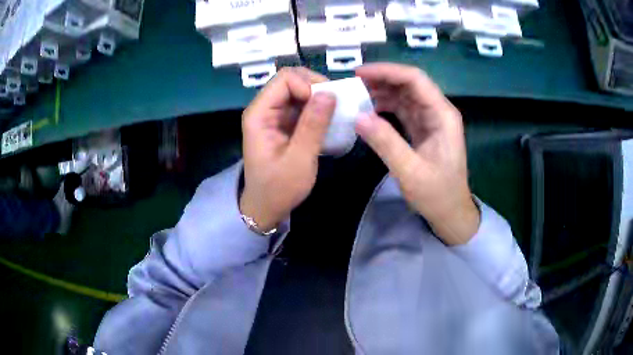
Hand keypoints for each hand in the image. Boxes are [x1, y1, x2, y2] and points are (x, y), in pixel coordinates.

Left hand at [240, 67, 335, 231]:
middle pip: (291, 80)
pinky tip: (327, 120)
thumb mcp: (299, 160)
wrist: (266, 207)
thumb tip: (329, 94)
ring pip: (298, 90)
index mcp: (259, 114)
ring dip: (318, 97)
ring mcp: (273, 115)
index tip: (326, 104)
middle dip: (315, 87)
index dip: (307, 84)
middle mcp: (264, 109)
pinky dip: (316, 108)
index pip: (284, 79)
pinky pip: (301, 105)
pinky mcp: (283, 123)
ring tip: (335, 113)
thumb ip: (313, 125)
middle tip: (335, 105)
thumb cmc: (279, 188)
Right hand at [355, 63, 478, 244]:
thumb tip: (357, 117)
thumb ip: (385, 143)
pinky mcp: (423, 129)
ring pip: (404, 95)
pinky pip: (402, 110)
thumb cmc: (437, 194)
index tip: (359, 74)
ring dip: (381, 92)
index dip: (387, 71)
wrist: (451, 213)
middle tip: (352, 84)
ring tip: (356, 95)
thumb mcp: (410, 171)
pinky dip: (385, 106)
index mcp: (442, 115)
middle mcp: (438, 111)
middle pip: (409, 83)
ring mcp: (431, 120)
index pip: (415, 79)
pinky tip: (369, 110)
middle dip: (382, 79)